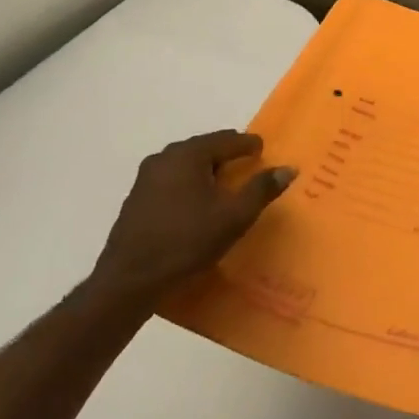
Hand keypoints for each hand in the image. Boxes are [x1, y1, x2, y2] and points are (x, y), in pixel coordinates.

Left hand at [88, 130, 295, 313]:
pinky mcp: (136, 199)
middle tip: (246, 163)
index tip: (262, 149)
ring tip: (224, 184)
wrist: (131, 278)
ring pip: (185, 165)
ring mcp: (146, 178)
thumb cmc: (187, 241)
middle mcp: (164, 158)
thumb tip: (288, 168)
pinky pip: (171, 181)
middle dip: (226, 154)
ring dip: (206, 170)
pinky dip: (189, 184)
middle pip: (203, 148)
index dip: (247, 144)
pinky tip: (196, 203)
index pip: (226, 139)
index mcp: (188, 155)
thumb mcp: (234, 217)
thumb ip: (261, 189)